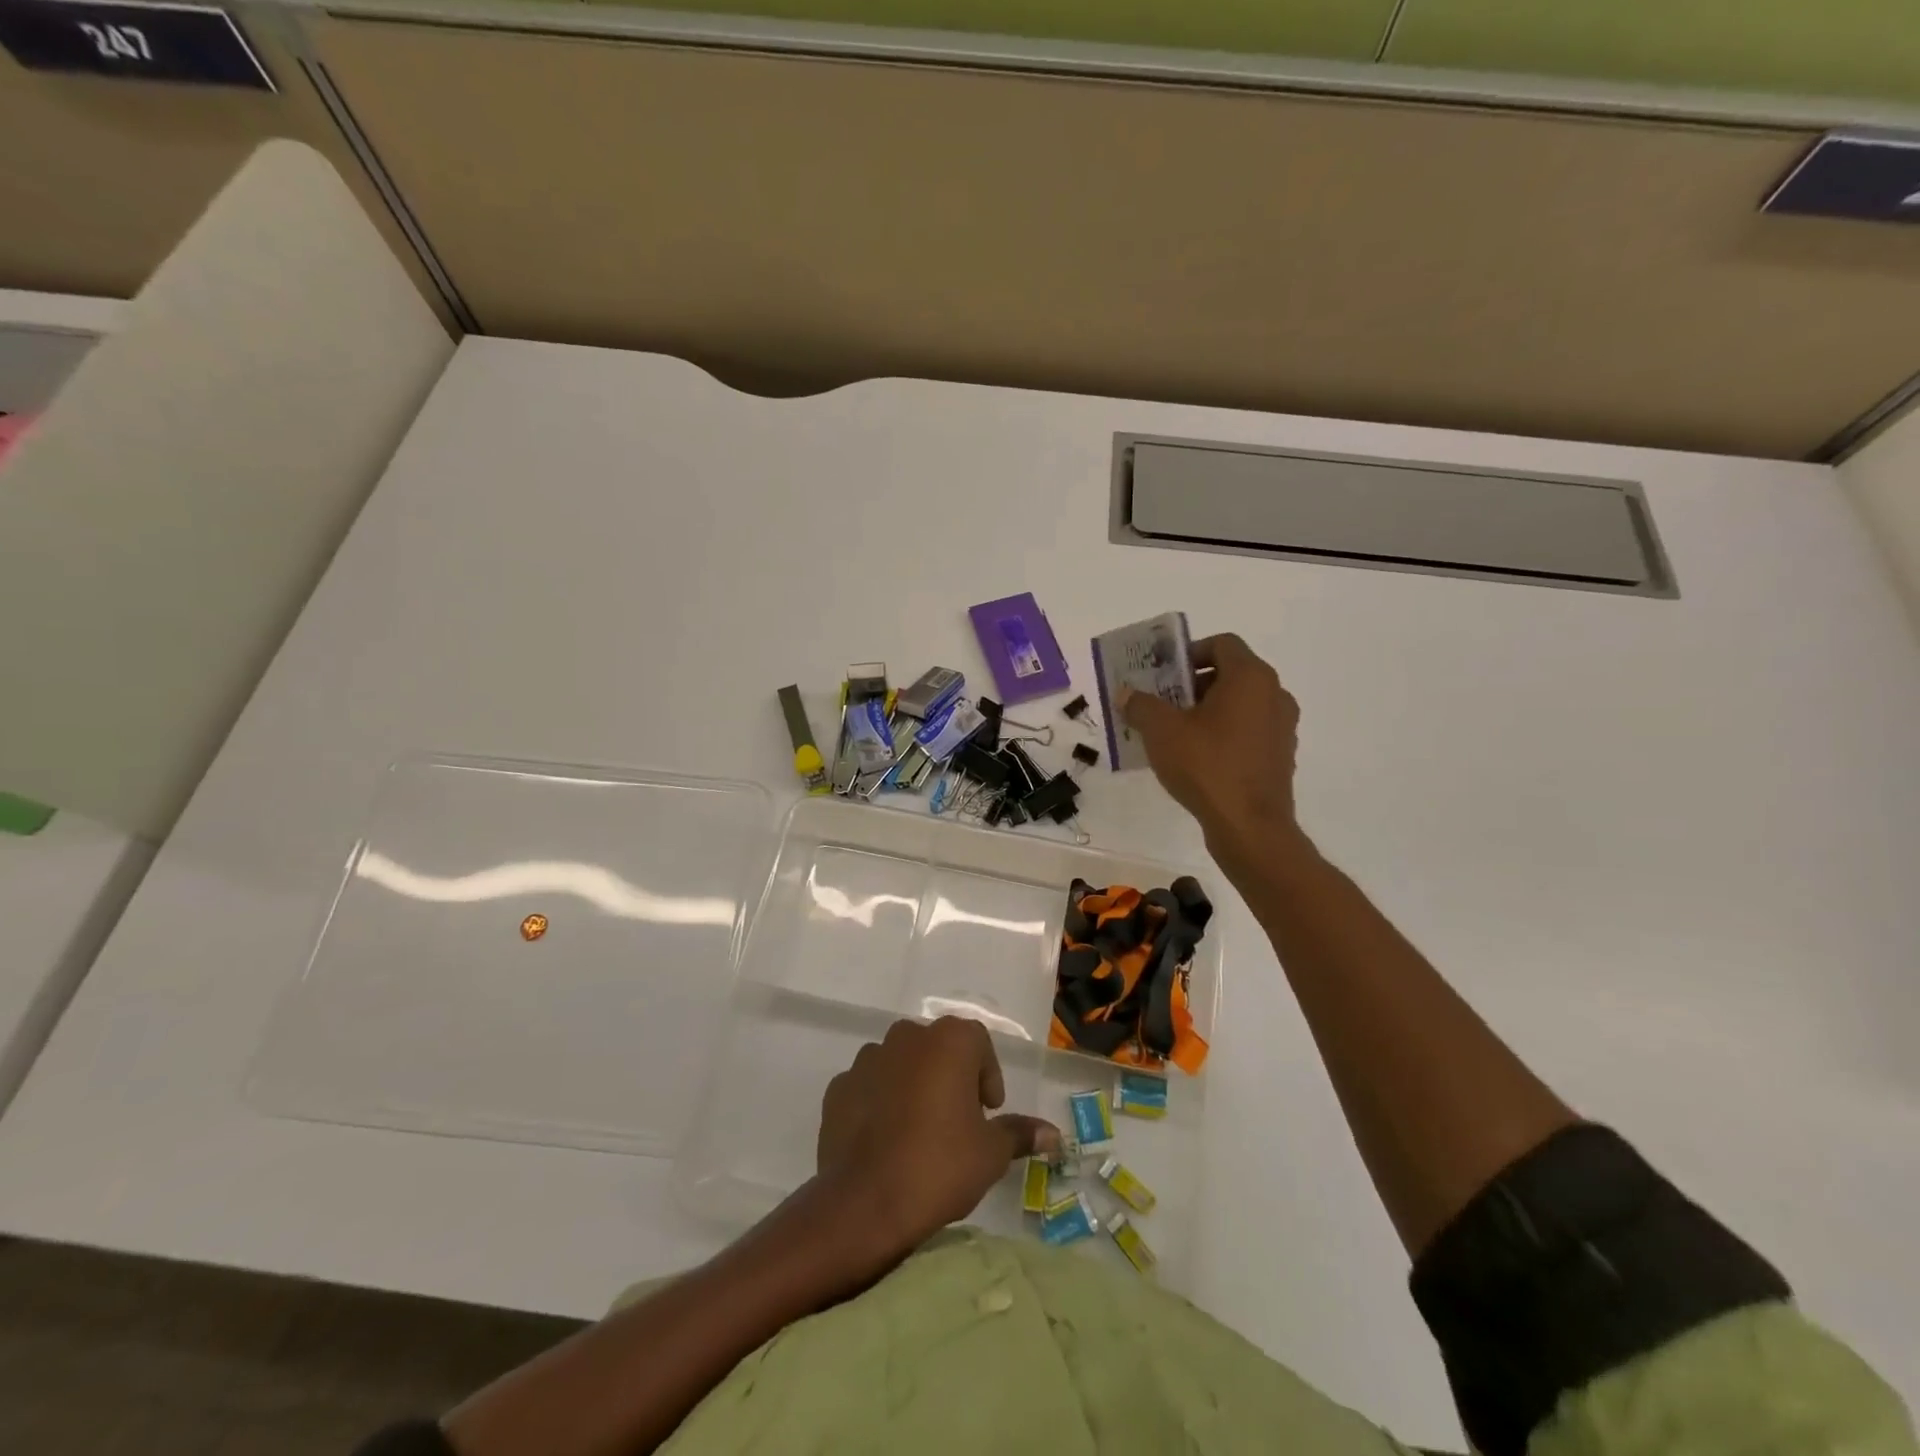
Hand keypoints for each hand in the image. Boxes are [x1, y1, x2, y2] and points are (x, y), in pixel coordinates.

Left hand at [816, 1018, 1058, 1258]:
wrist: (864, 1203)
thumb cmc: (940, 1166)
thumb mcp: (991, 1154)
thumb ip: (1020, 1133)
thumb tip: (1053, 1134)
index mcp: (949, 1041)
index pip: (978, 1042)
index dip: (987, 1075)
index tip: (988, 1112)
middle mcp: (907, 1036)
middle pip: (938, 1048)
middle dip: (950, 1076)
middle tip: (958, 1121)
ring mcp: (868, 1059)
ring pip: (901, 1063)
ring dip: (913, 1086)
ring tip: (919, 1132)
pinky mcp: (839, 1087)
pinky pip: (870, 1086)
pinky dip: (880, 1102)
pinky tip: (886, 1140)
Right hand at [1121, 633, 1305, 869]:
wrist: (1249, 827)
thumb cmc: (1206, 766)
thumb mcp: (1161, 731)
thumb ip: (1141, 705)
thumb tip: (1126, 694)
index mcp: (1251, 677)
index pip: (1222, 643)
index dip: (1190, 652)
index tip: (1164, 675)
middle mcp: (1275, 694)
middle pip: (1231, 673)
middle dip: (1193, 684)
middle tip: (1163, 704)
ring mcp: (1282, 727)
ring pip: (1240, 704)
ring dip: (1208, 711)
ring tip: (1175, 734)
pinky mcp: (1281, 756)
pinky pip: (1248, 732)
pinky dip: (1224, 734)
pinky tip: (1197, 759)